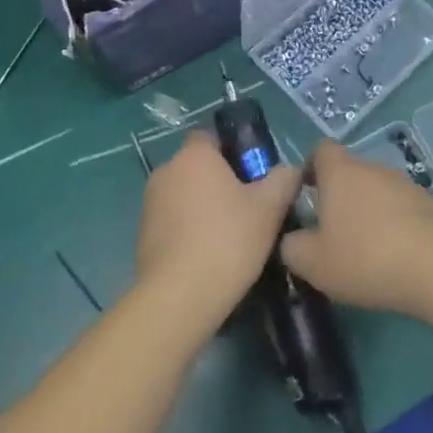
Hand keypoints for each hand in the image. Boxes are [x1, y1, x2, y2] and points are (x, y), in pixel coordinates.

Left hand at [134, 133, 299, 334]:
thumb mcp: (270, 207)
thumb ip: (284, 179)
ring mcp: (149, 204)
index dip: (233, 150)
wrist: (180, 296)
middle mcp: (166, 171)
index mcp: (194, 156)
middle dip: (220, 180)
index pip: (211, 136)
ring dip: (203, 206)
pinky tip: (209, 254)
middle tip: (249, 205)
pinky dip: (189, 230)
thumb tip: (290, 169)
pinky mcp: (142, 235)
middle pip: (198, 166)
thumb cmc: (228, 239)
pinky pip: (172, 221)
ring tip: (231, 234)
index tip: (254, 173)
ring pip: (184, 194)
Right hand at [280, 141, 432, 315]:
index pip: (321, 150)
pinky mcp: (432, 205)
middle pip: (350, 172)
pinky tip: (395, 257)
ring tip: (364, 250)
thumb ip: (291, 247)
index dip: (309, 168)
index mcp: (341, 172)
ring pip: (378, 192)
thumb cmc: (366, 257)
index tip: (303, 195)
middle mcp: (374, 168)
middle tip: (330, 232)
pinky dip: (395, 227)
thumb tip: (290, 239)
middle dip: (339, 197)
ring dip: (368, 212)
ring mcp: (407, 184)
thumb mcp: (313, 262)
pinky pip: (403, 210)